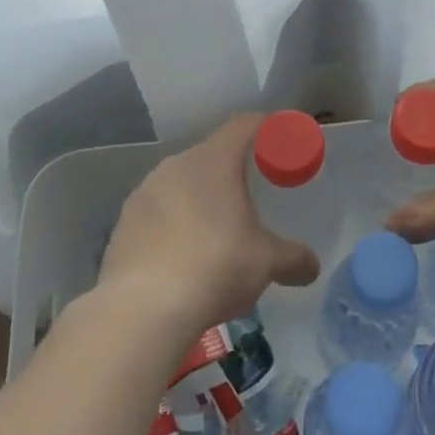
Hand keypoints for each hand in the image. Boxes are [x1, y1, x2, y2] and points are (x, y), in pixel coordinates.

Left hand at [99, 114, 319, 335]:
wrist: (143, 309)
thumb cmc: (216, 267)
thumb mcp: (266, 263)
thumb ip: (293, 258)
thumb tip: (312, 266)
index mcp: (214, 161)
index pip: (244, 125)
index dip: (265, 127)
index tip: (279, 139)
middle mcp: (176, 166)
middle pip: (211, 157)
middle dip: (231, 174)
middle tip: (250, 199)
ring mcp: (144, 193)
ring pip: (180, 186)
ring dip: (198, 201)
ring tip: (214, 235)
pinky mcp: (122, 224)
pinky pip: (156, 214)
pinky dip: (172, 227)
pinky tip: (181, 260)